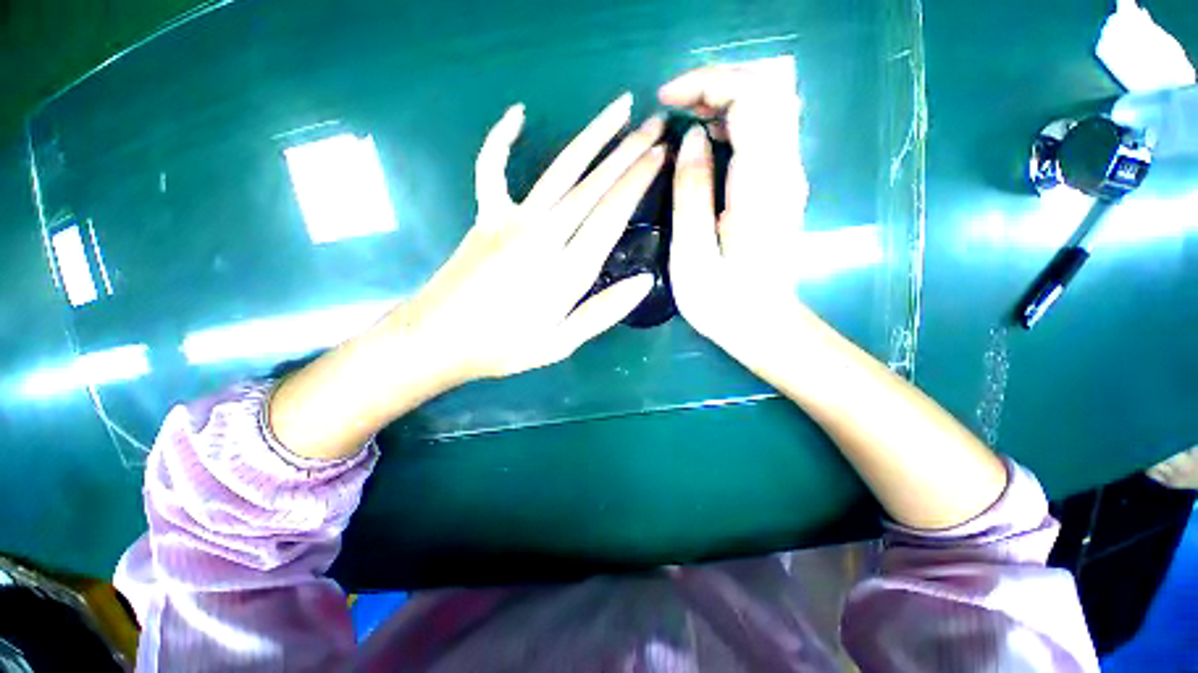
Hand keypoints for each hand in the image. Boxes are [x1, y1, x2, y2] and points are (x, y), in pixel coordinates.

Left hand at [270, 95, 664, 459]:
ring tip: (619, 108)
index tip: (660, 155)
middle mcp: (544, 236)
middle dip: (627, 151)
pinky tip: (516, 112)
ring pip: (560, 169)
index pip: (612, 215)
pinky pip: (492, 168)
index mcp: (567, 271)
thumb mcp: (561, 343)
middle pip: (593, 185)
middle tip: (655, 124)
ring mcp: (511, 220)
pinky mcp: (485, 216)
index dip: (638, 182)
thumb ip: (604, 312)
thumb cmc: (503, 348)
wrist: (437, 341)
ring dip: (592, 136)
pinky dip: (501, 139)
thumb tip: (644, 282)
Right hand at [661, 63, 810, 362]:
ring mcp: (787, 176)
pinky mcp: (780, 187)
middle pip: (766, 89)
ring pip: (768, 106)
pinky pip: (764, 132)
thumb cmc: (723, 302)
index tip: (666, 102)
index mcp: (761, 183)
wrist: (764, 326)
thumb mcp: (692, 255)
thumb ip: (691, 192)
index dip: (707, 83)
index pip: (752, 94)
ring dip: (724, 101)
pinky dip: (733, 123)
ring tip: (683, 122)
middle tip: (673, 109)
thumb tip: (689, 139)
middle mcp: (784, 169)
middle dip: (715, 85)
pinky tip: (705, 143)